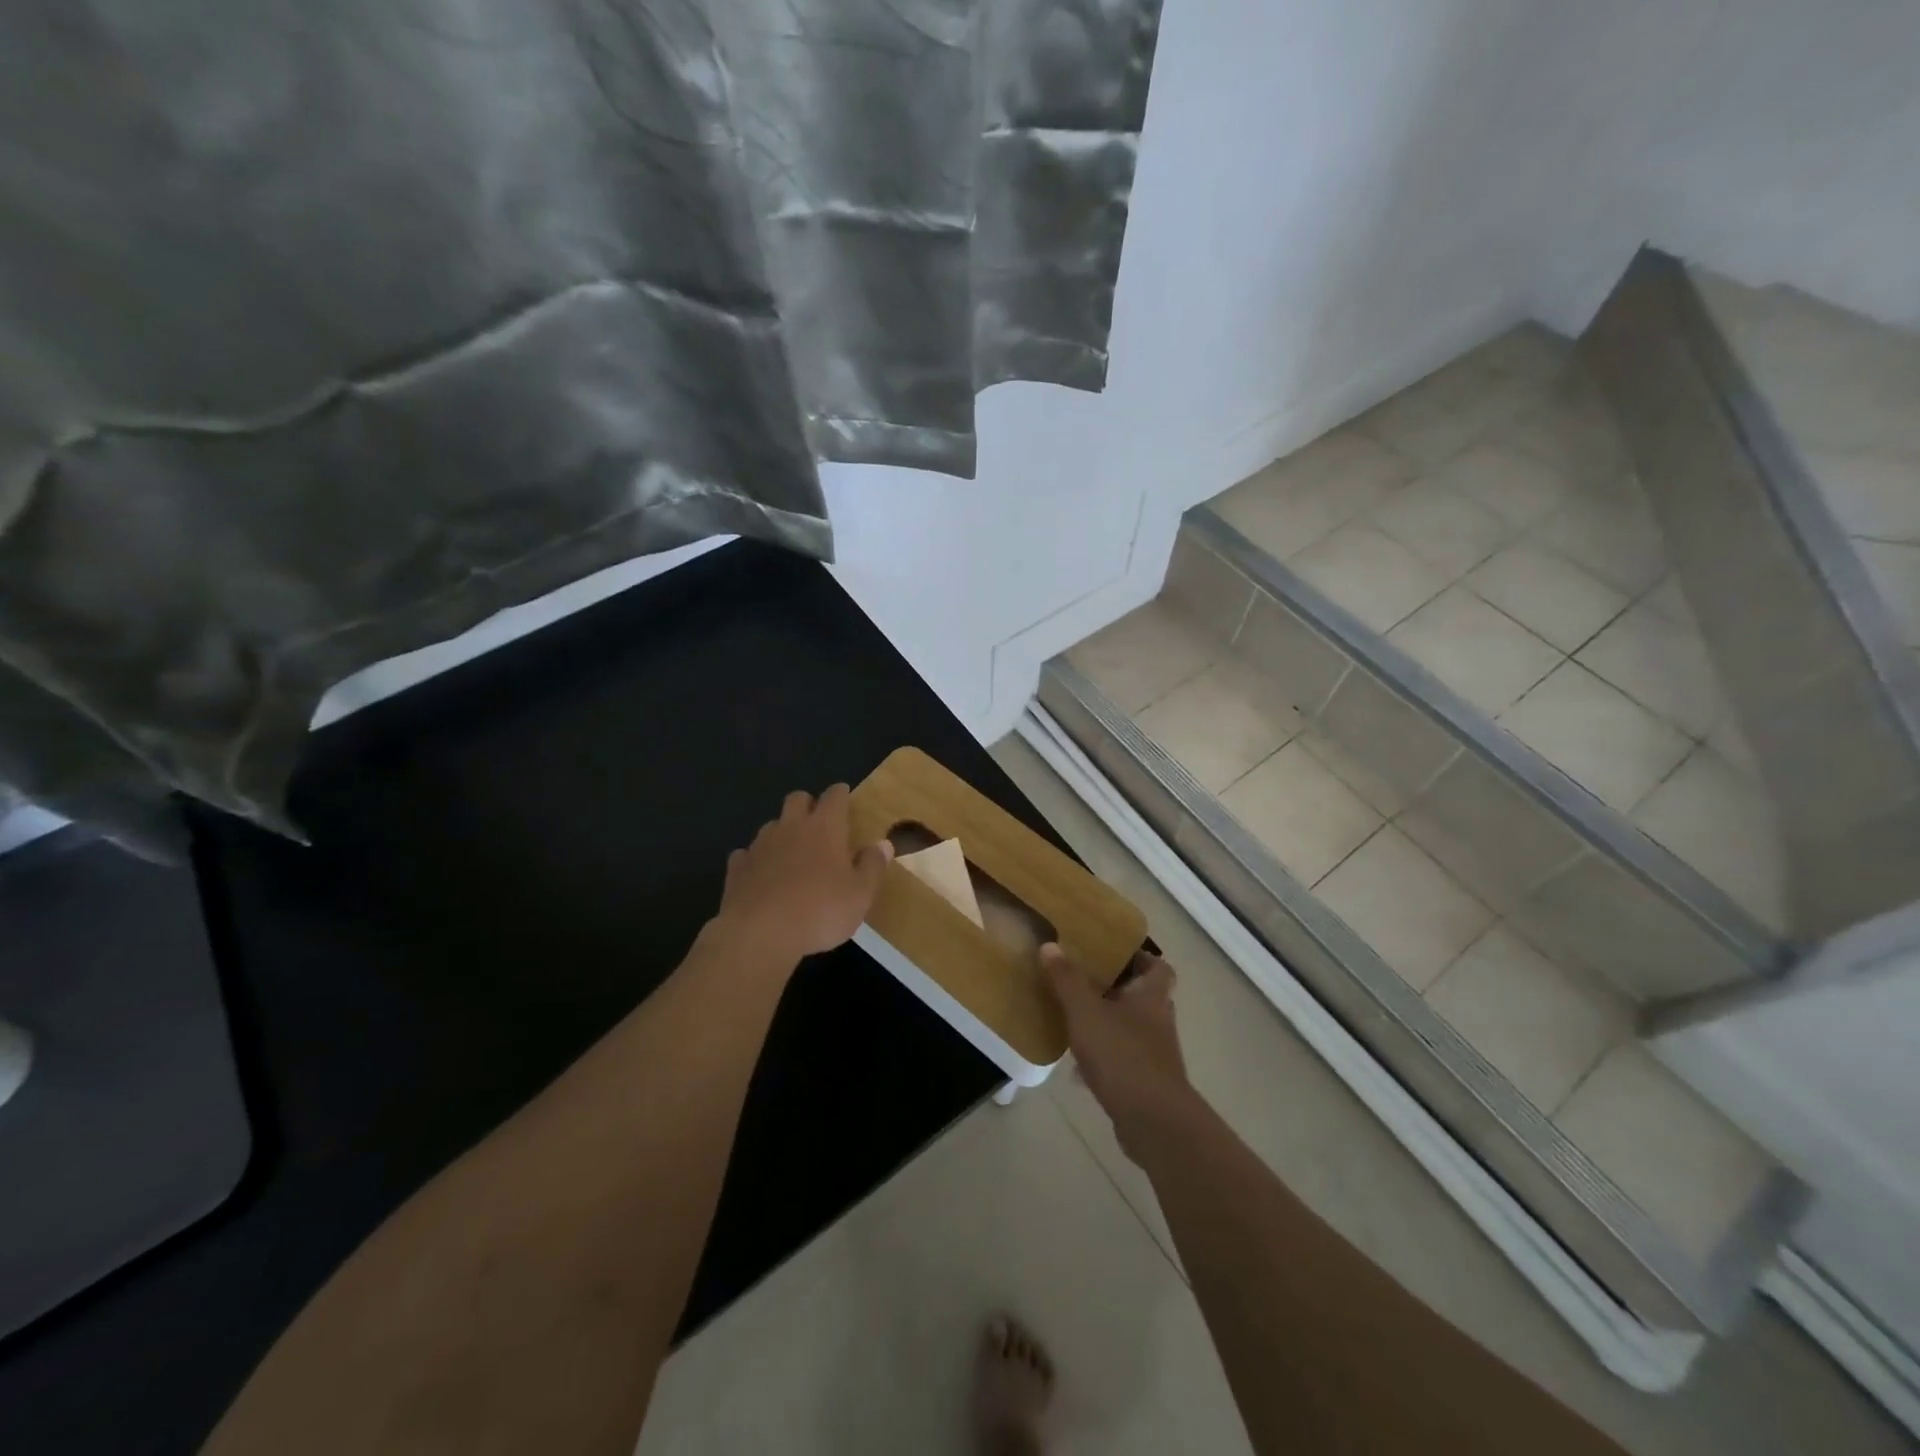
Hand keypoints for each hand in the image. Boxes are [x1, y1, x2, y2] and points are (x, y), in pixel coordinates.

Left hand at [714, 785, 892, 964]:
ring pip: (772, 825)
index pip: (834, 796)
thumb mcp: (860, 894)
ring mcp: (760, 846)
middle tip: (819, 824)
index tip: (845, 797)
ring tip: (792, 854)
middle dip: (808, 804)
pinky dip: (756, 860)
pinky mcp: (737, 868)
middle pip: (797, 799)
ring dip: (782, 832)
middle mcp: (791, 827)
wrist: (759, 933)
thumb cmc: (820, 910)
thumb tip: (883, 844)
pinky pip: (747, 854)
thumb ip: (872, 866)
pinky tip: (762, 876)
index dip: (840, 794)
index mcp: (825, 828)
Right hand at [1040, 944, 1194, 1160]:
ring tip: (1075, 1021)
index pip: (1158, 967)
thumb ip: (1067, 980)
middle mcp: (1158, 1022)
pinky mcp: (1147, 1084)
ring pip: (1132, 1030)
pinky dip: (1104, 1059)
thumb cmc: (1122, 1056)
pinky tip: (1077, 1067)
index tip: (1113, 953)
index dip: (1140, 958)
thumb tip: (1050, 945)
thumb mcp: (1086, 1012)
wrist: (1153, 1122)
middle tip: (1085, 983)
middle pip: (1143, 998)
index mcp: (1151, 997)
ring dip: (1109, 1025)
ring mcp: (1156, 1056)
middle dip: (1117, 991)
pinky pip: (1123, 1061)